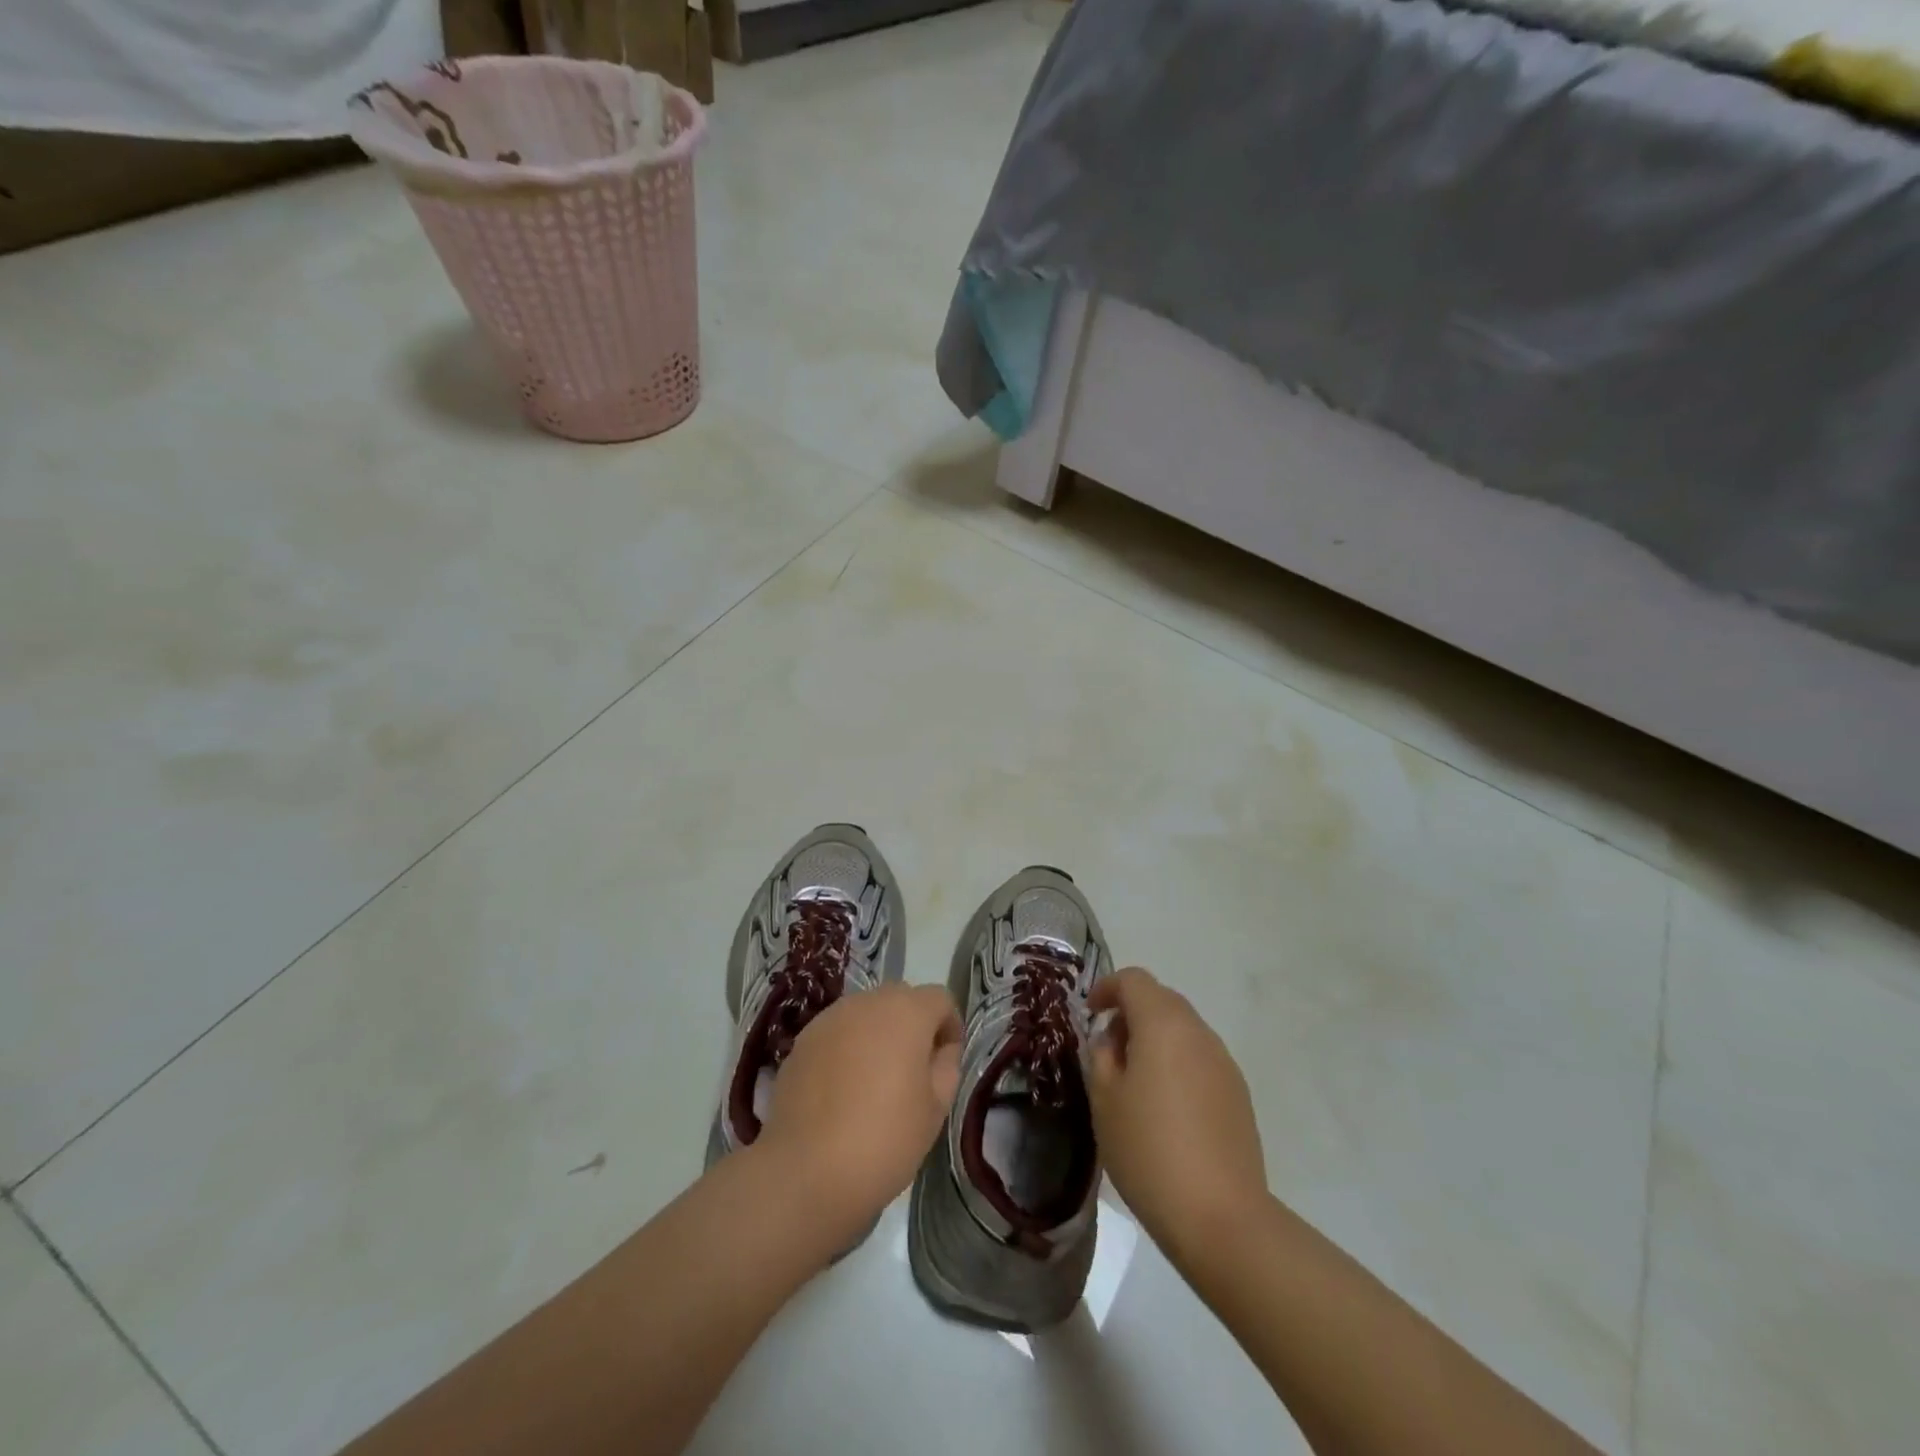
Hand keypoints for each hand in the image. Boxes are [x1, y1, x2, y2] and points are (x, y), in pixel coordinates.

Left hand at [756, 983, 962, 1244]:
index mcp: (906, 1012)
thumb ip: (945, 1067)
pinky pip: (836, 1033)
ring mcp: (829, 1019)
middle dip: (912, 1025)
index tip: (945, 1061)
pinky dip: (847, 1049)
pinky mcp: (802, 1041)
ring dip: (877, 1035)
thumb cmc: (884, 1139)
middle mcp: (867, 1003)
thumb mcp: (935, 1109)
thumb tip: (939, 1050)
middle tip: (913, 1071)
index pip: (939, 998)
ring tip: (874, 1081)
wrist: (806, 1171)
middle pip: (900, 999)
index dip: (949, 1026)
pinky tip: (842, 1090)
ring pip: (865, 1014)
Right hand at [1086, 968, 1266, 1257]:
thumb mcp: (1105, 1100)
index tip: (1090, 1013)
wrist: (1220, 1216)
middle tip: (1108, 1048)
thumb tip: (1113, 1039)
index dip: (1108, 988)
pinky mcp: (1238, 1094)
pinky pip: (1200, 1059)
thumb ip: (1103, 1056)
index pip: (1134, 980)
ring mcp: (1223, 1063)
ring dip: (1156, 1039)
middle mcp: (1198, 1032)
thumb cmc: (1149, 1151)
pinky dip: (1177, 1063)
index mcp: (1163, 1025)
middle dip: (1132, 1012)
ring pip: (1183, 1030)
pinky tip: (1166, 1107)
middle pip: (1162, 1000)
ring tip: (1135, 1081)